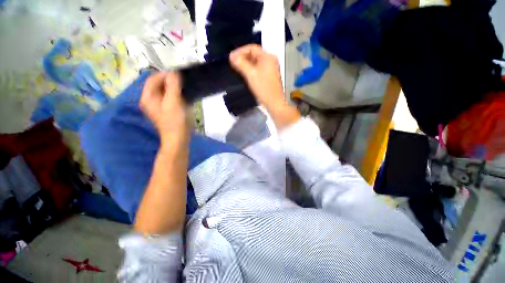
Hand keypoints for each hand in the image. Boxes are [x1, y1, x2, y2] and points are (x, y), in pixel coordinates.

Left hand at [140, 71, 189, 143]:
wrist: (178, 139)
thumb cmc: (176, 121)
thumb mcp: (174, 102)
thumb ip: (173, 86)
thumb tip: (174, 72)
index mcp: (148, 97)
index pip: (153, 79)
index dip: (165, 74)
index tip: (179, 74)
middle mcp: (150, 100)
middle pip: (158, 84)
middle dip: (170, 81)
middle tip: (182, 81)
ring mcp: (157, 106)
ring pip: (164, 91)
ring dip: (173, 88)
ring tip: (184, 88)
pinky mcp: (165, 110)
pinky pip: (168, 98)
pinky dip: (175, 95)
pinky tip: (183, 97)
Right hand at [230, 45, 299, 129]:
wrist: (274, 103)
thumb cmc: (263, 88)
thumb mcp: (250, 74)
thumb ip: (241, 64)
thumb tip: (232, 57)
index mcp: (268, 57)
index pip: (252, 48)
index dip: (240, 51)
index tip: (231, 58)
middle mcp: (271, 60)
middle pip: (254, 55)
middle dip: (243, 58)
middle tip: (233, 63)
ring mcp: (271, 69)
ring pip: (256, 62)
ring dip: (246, 64)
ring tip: (237, 68)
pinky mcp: (270, 76)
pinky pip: (259, 69)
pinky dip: (251, 70)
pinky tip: (246, 74)